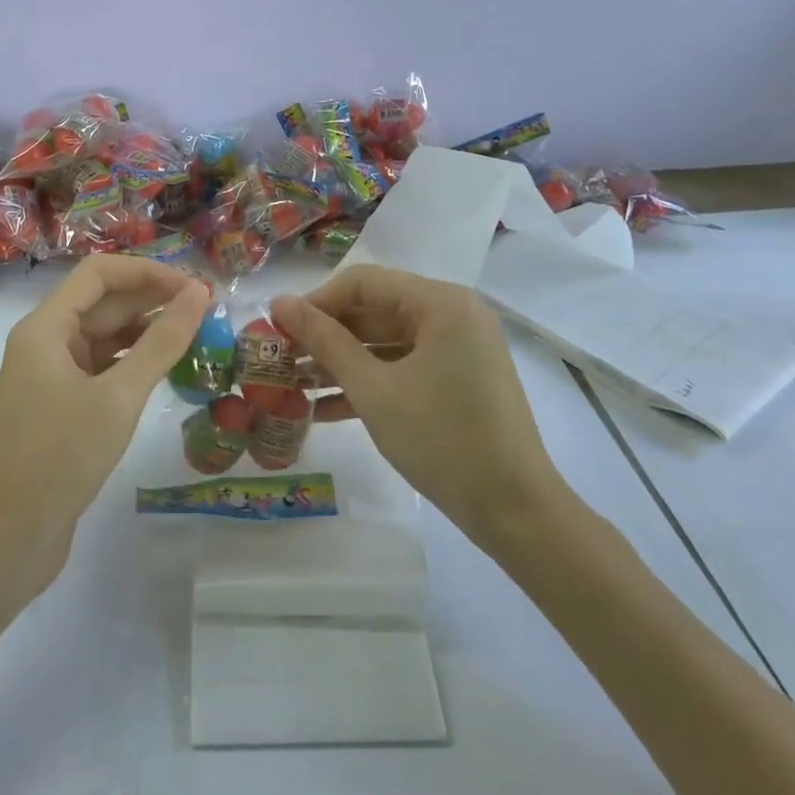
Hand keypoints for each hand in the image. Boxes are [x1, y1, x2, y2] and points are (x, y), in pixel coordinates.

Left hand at [0, 256, 208, 599]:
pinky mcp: (62, 406)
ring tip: (198, 338)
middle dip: (153, 301)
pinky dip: (135, 364)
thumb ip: (161, 343)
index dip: (147, 271)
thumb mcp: (118, 397)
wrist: (8, 541)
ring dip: (147, 333)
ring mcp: (52, 376)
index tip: (194, 287)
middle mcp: (45, 342)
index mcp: (46, 328)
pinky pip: (103, 368)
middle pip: (103, 303)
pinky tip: (169, 370)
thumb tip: (198, 295)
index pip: (99, 273)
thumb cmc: (59, 458)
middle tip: (208, 313)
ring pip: (105, 337)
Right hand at [273, 265, 569, 546]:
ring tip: (292, 386)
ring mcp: (458, 348)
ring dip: (341, 363)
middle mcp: (453, 314)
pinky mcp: (458, 379)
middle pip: (374, 310)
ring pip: (385, 343)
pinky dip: (368, 383)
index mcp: (441, 303)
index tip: (277, 329)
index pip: (363, 282)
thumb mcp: (374, 390)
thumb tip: (280, 302)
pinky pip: (404, 367)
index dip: (316, 301)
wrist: (516, 512)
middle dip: (325, 336)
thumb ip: (325, 342)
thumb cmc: (442, 441)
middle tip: (280, 359)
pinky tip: (323, 409)